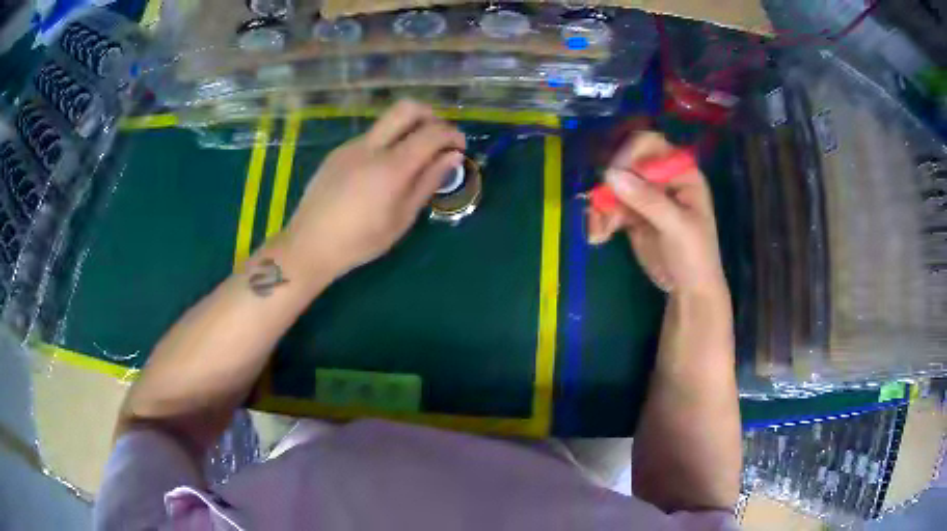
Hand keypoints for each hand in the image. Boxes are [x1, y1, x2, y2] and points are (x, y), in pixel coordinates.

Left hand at [281, 100, 465, 276]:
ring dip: (407, 130)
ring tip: (411, 161)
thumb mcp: (402, 218)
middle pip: (406, 108)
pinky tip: (380, 173)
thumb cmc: (360, 240)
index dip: (452, 134)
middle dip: (430, 115)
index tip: (460, 147)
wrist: (309, 244)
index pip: (431, 132)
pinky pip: (370, 138)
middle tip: (438, 138)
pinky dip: (386, 144)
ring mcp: (351, 146)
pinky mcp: (337, 152)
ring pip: (386, 123)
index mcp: (391, 167)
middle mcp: (370, 146)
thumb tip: (453, 157)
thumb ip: (428, 182)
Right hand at [586, 132, 726, 296]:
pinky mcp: (632, 214)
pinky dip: (600, 219)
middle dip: (610, 186)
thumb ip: (647, 200)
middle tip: (601, 207)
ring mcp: (645, 196)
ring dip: (601, 207)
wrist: (689, 290)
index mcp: (681, 172)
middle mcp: (661, 178)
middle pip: (625, 164)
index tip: (614, 175)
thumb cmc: (695, 255)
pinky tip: (598, 236)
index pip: (650, 145)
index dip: (630, 155)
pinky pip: (609, 207)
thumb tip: (611, 174)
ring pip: (613, 187)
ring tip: (598, 231)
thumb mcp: (677, 227)